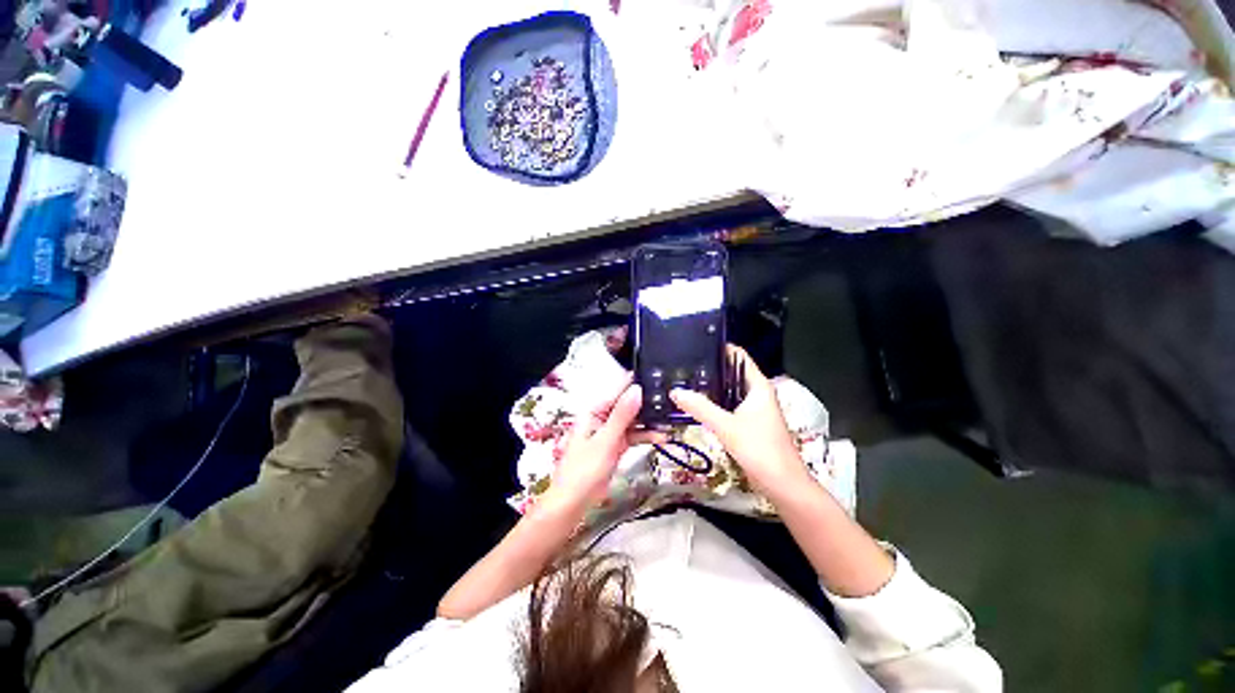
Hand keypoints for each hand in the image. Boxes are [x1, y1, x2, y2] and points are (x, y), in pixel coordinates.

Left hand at [542, 383, 665, 511]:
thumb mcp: (605, 440)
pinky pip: (633, 436)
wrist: (573, 503)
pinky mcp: (616, 446)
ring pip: (632, 421)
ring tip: (669, 419)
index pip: (617, 392)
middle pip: (627, 406)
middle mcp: (602, 419)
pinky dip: (645, 436)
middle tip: (669, 400)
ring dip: (648, 422)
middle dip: (646, 404)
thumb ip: (622, 415)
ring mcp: (610, 433)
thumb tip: (636, 389)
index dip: (635, 384)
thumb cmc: (584, 470)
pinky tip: (661, 436)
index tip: (655, 377)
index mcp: (594, 412)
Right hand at [670, 345, 807, 497]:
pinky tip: (696, 405)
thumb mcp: (726, 426)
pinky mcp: (747, 423)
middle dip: (710, 368)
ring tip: (685, 381)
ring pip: (728, 390)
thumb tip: (676, 391)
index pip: (739, 356)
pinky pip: (727, 406)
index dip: (720, 348)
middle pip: (731, 372)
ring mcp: (752, 408)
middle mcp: (756, 393)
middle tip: (683, 364)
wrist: (781, 484)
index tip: (696, 344)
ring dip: (711, 387)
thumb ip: (700, 408)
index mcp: (758, 386)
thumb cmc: (760, 450)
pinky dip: (714, 403)